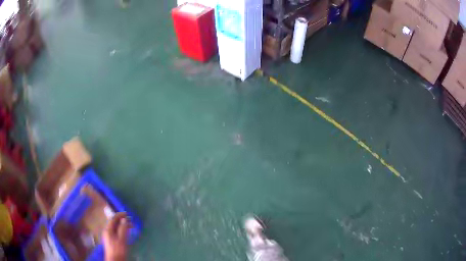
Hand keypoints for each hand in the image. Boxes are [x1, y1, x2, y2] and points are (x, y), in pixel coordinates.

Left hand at [103, 212, 130, 260]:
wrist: (115, 259)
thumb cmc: (118, 249)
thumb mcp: (122, 239)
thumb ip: (123, 229)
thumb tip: (124, 219)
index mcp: (108, 229)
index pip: (113, 219)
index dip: (120, 215)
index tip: (127, 214)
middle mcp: (107, 231)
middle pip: (114, 223)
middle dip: (122, 220)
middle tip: (131, 220)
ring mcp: (109, 236)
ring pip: (115, 227)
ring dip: (122, 225)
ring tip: (130, 226)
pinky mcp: (111, 240)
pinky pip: (116, 232)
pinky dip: (121, 230)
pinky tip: (126, 233)